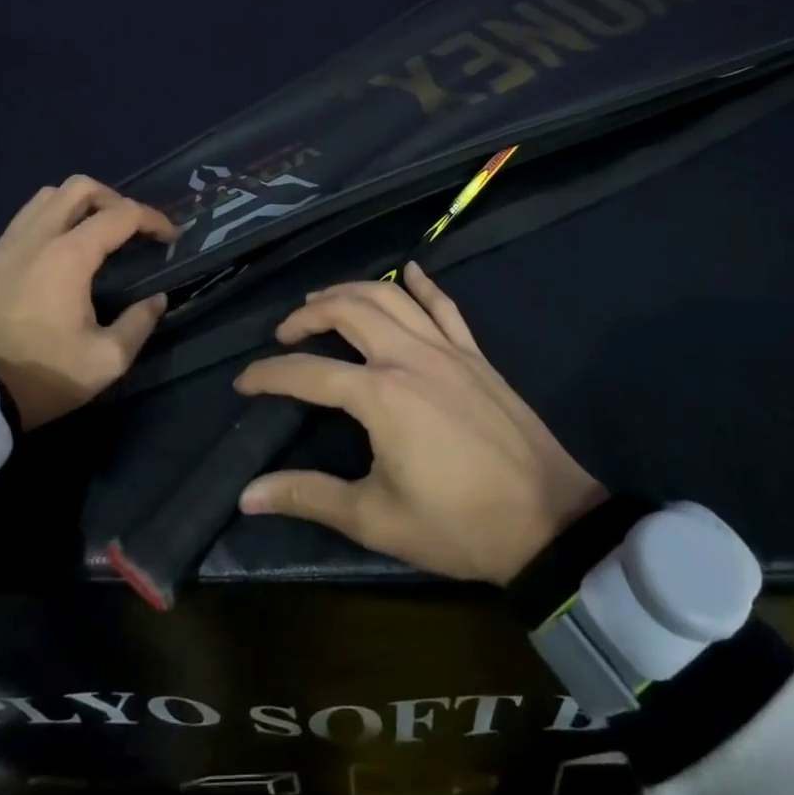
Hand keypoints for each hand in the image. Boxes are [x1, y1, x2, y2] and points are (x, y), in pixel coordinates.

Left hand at [0, 175, 177, 430]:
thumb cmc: (39, 378)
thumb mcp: (105, 362)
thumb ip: (138, 324)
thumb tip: (155, 300)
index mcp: (67, 256)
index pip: (121, 215)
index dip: (153, 218)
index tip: (168, 236)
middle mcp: (30, 239)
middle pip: (77, 188)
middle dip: (112, 199)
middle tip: (127, 228)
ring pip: (40, 201)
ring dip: (73, 209)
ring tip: (87, 238)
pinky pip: (12, 233)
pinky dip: (39, 235)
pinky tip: (42, 271)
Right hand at [234, 263, 605, 583]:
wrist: (550, 521)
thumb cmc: (458, 524)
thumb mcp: (376, 519)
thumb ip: (309, 496)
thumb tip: (247, 495)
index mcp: (380, 394)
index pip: (307, 372)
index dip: (268, 375)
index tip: (243, 382)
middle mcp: (409, 356)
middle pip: (347, 311)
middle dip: (307, 315)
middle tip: (285, 333)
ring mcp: (447, 349)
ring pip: (391, 296)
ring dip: (351, 290)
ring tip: (324, 301)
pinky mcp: (475, 354)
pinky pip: (445, 306)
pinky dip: (422, 284)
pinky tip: (410, 269)